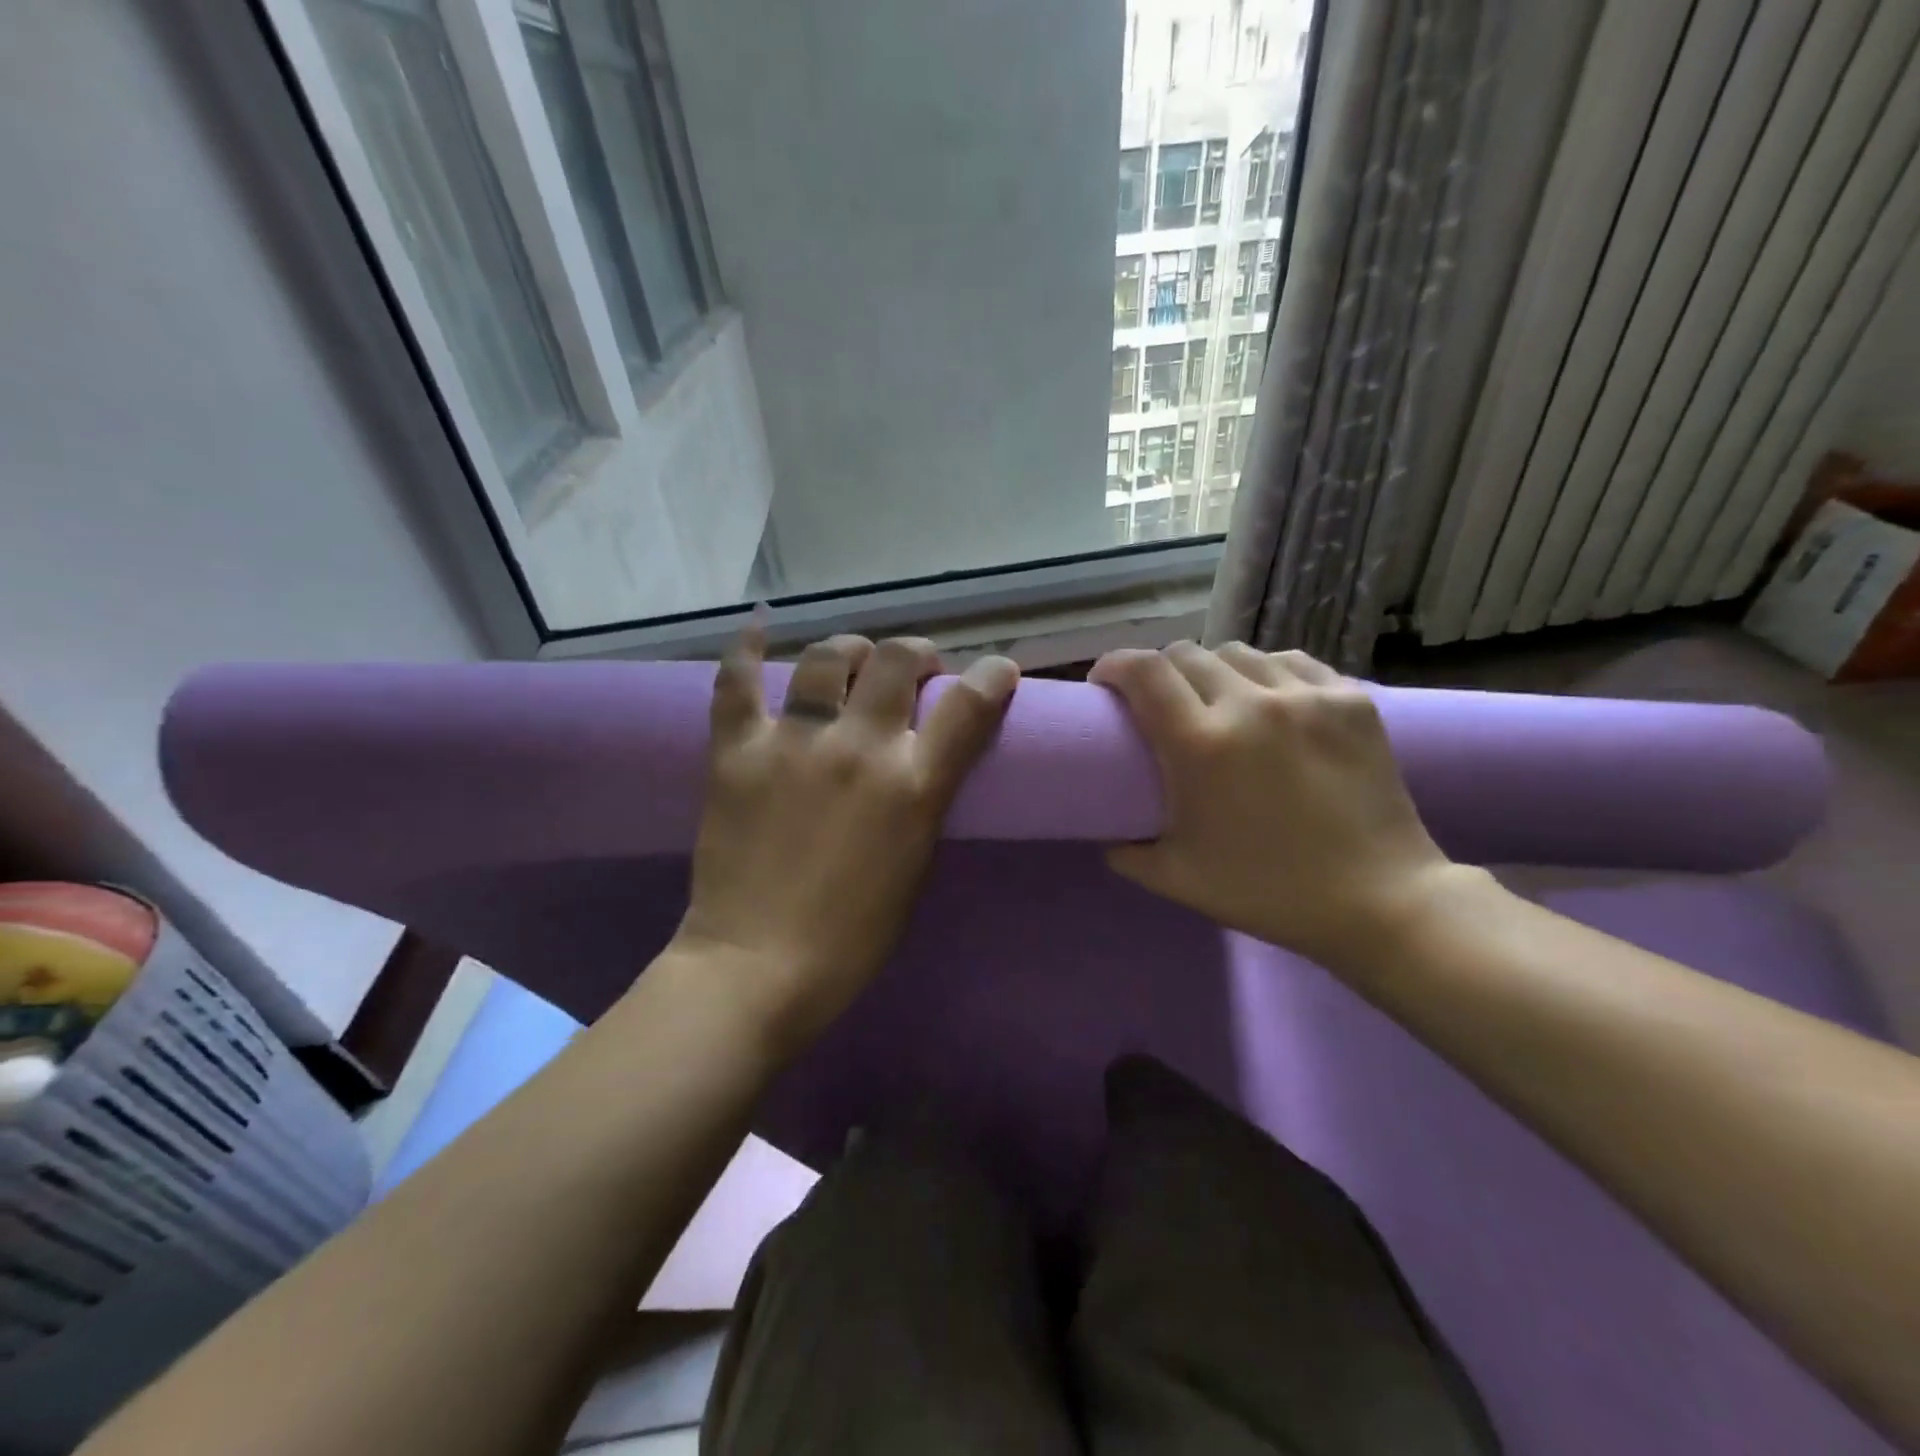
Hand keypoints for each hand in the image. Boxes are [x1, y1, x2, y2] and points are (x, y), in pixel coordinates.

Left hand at [674, 630, 1019, 1049]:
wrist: (758, 966)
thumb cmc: (853, 934)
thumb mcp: (916, 863)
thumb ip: (924, 799)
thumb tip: (922, 757)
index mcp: (913, 786)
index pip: (969, 706)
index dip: (991, 676)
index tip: (997, 670)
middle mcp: (858, 748)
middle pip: (897, 660)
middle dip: (917, 653)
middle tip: (914, 668)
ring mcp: (793, 742)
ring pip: (828, 657)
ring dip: (851, 649)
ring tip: (853, 658)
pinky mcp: (737, 751)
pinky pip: (738, 682)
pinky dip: (747, 650)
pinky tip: (758, 630)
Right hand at [1089, 642, 1461, 970]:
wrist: (1381, 901)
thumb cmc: (1269, 892)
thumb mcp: (1178, 880)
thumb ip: (1127, 852)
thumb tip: (1108, 836)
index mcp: (1201, 745)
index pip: (1143, 671)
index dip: (1113, 665)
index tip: (1105, 683)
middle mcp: (1250, 705)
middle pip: (1186, 654)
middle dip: (1159, 671)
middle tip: (1159, 702)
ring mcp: (1306, 696)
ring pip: (1238, 651)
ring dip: (1212, 669)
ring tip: (1216, 699)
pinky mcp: (1350, 699)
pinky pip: (1291, 662)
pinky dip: (1266, 673)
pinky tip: (1270, 700)